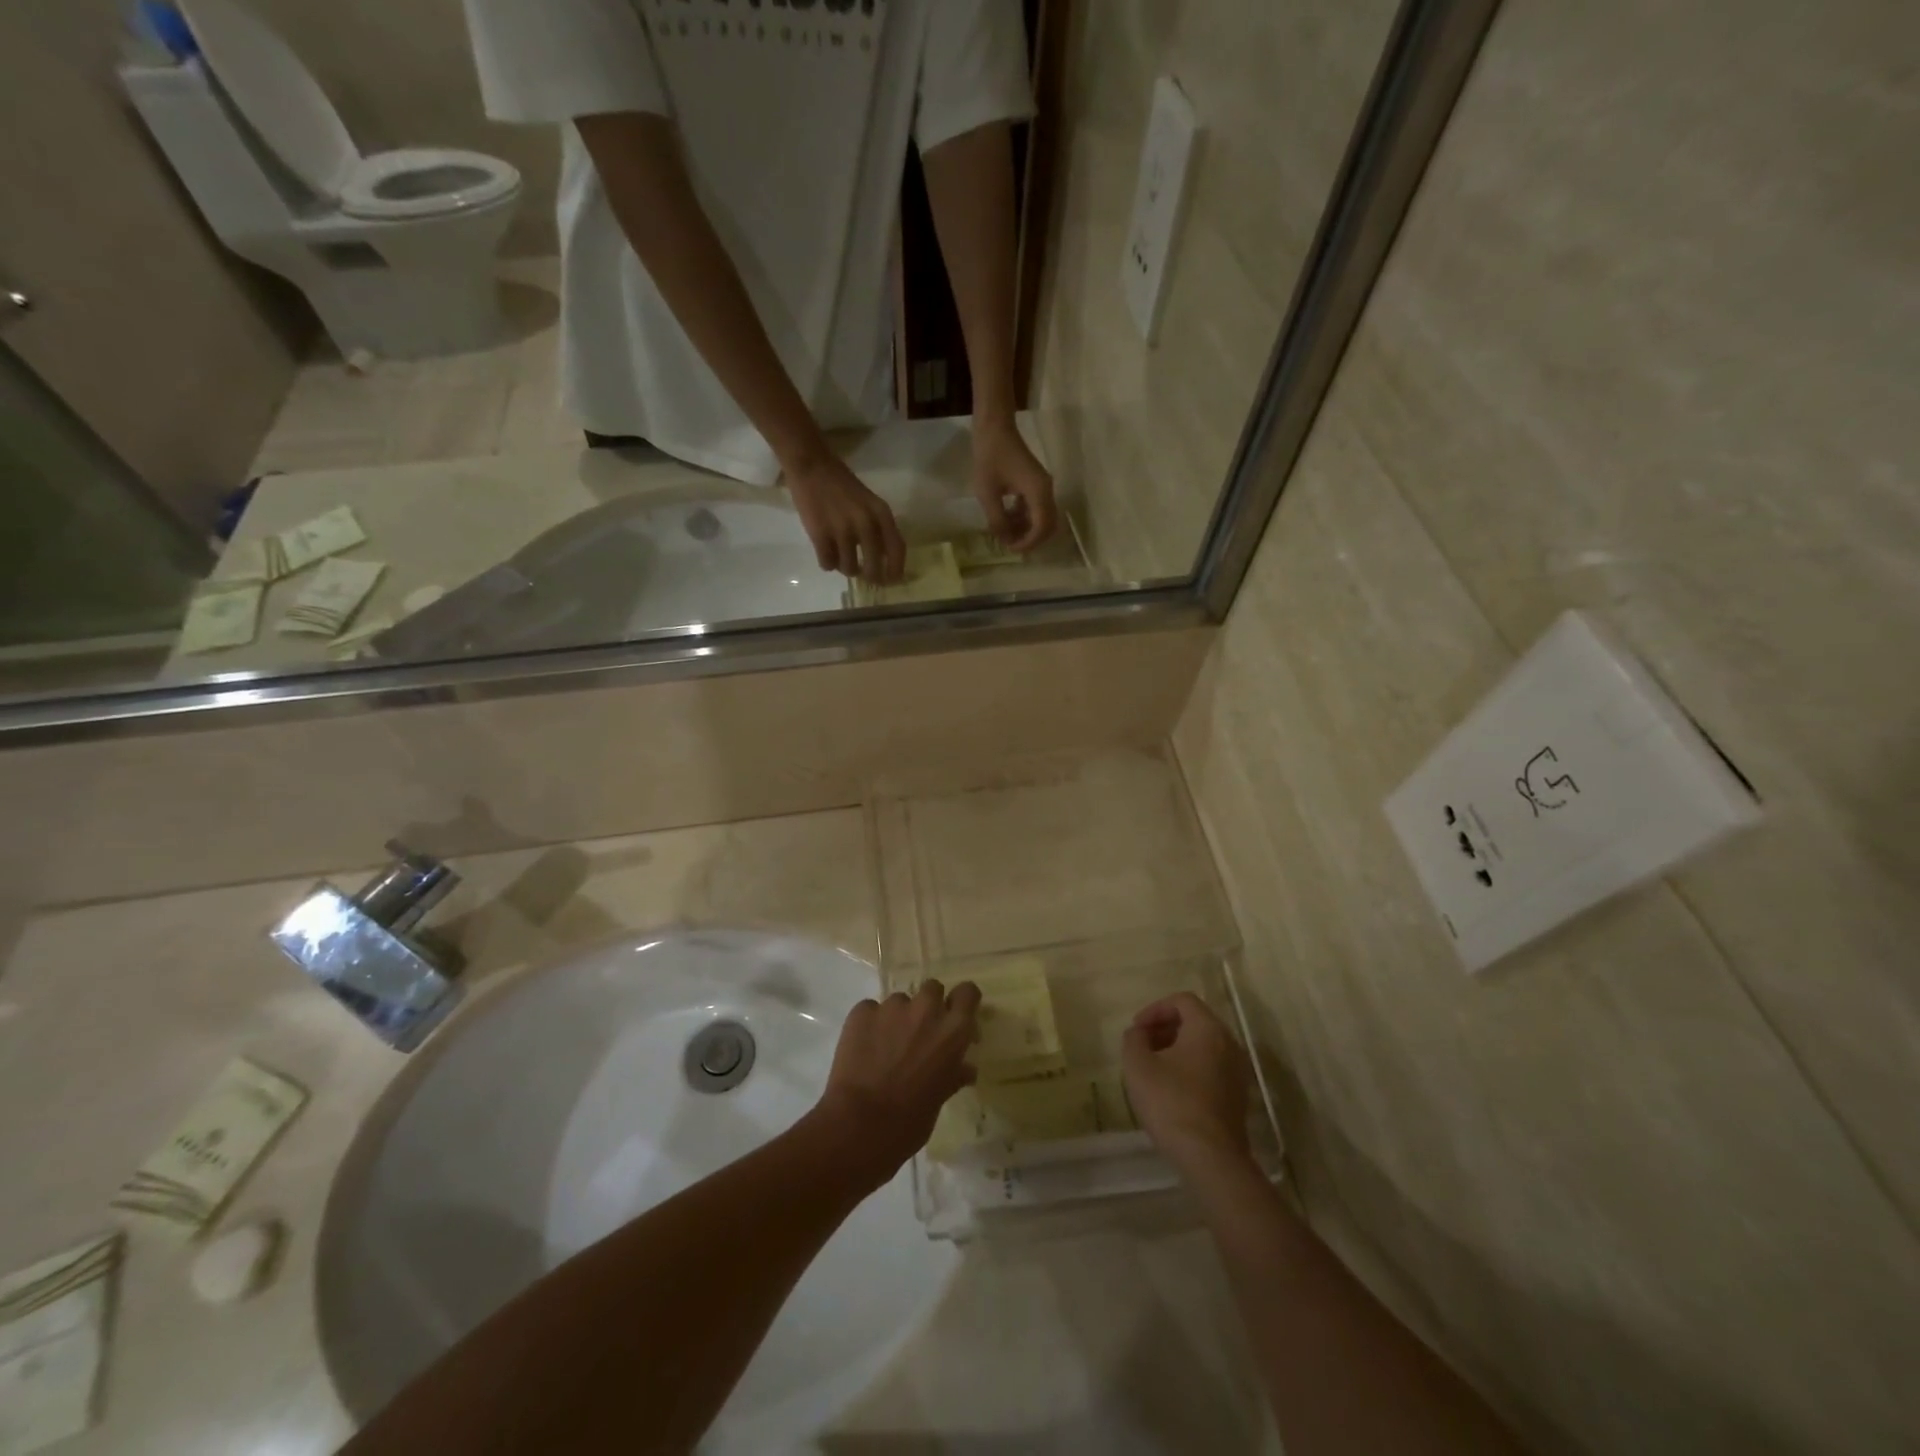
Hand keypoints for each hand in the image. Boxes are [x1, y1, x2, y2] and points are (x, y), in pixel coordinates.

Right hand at [782, 452, 906, 583]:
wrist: (812, 466)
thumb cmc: (842, 484)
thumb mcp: (869, 502)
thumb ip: (878, 527)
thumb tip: (882, 559)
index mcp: (881, 514)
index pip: (897, 550)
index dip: (896, 570)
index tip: (891, 581)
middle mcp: (866, 524)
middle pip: (873, 567)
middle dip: (870, 577)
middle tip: (864, 576)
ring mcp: (842, 531)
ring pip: (849, 568)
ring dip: (845, 568)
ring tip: (840, 558)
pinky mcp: (820, 535)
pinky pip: (828, 564)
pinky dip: (827, 563)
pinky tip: (825, 553)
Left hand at [815, 979, 980, 1187]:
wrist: (859, 1124)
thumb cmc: (910, 1121)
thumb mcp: (940, 1099)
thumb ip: (953, 1074)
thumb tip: (965, 1068)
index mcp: (953, 1030)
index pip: (968, 992)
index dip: (962, 1001)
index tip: (956, 1015)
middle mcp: (926, 1009)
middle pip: (933, 989)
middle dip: (928, 1006)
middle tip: (919, 1033)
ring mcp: (892, 1007)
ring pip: (900, 1001)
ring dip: (898, 1018)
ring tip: (886, 1047)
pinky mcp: (862, 1011)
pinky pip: (871, 1010)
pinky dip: (871, 1025)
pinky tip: (864, 1049)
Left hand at [972, 417, 1058, 551]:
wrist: (995, 428)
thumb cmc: (990, 457)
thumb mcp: (988, 493)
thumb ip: (997, 520)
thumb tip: (1004, 540)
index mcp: (1038, 492)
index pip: (1042, 527)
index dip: (1028, 542)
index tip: (1011, 548)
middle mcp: (1046, 490)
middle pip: (1048, 525)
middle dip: (1031, 539)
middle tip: (1011, 545)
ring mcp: (1042, 487)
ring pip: (1043, 518)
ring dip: (1027, 529)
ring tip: (1005, 533)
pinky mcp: (1036, 484)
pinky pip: (1036, 508)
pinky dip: (1024, 517)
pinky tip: (1007, 518)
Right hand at [1121, 993, 1252, 1176]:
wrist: (1210, 1158)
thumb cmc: (1171, 1102)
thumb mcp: (1137, 1065)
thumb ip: (1134, 1039)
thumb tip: (1139, 1033)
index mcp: (1208, 1028)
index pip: (1182, 1001)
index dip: (1155, 1009)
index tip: (1137, 1029)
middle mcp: (1229, 1043)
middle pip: (1195, 1021)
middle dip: (1165, 1028)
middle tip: (1142, 1045)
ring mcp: (1237, 1071)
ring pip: (1204, 1046)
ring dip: (1176, 1049)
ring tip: (1153, 1068)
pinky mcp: (1237, 1096)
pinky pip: (1211, 1067)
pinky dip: (1190, 1067)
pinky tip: (1171, 1090)